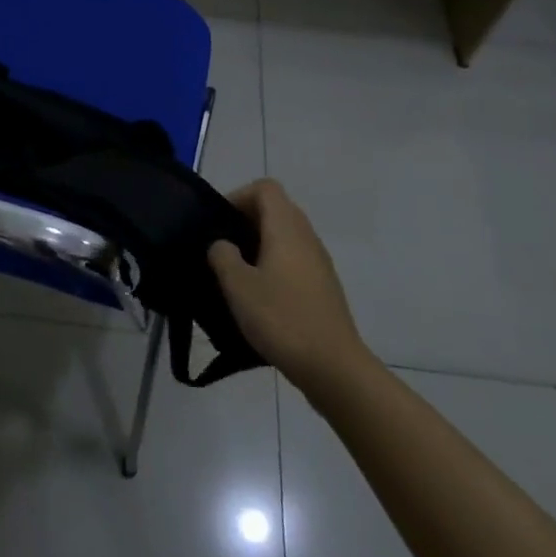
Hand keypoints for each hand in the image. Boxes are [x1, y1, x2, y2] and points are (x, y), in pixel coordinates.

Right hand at [209, 178, 368, 393]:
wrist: (335, 369)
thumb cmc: (282, 319)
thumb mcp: (238, 287)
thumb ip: (223, 256)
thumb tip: (222, 244)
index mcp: (286, 228)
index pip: (265, 188)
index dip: (239, 196)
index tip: (220, 223)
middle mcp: (306, 236)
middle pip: (276, 209)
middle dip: (247, 221)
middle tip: (224, 248)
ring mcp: (319, 262)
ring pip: (286, 236)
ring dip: (261, 245)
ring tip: (238, 274)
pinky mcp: (324, 287)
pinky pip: (295, 260)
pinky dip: (275, 265)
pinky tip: (261, 298)